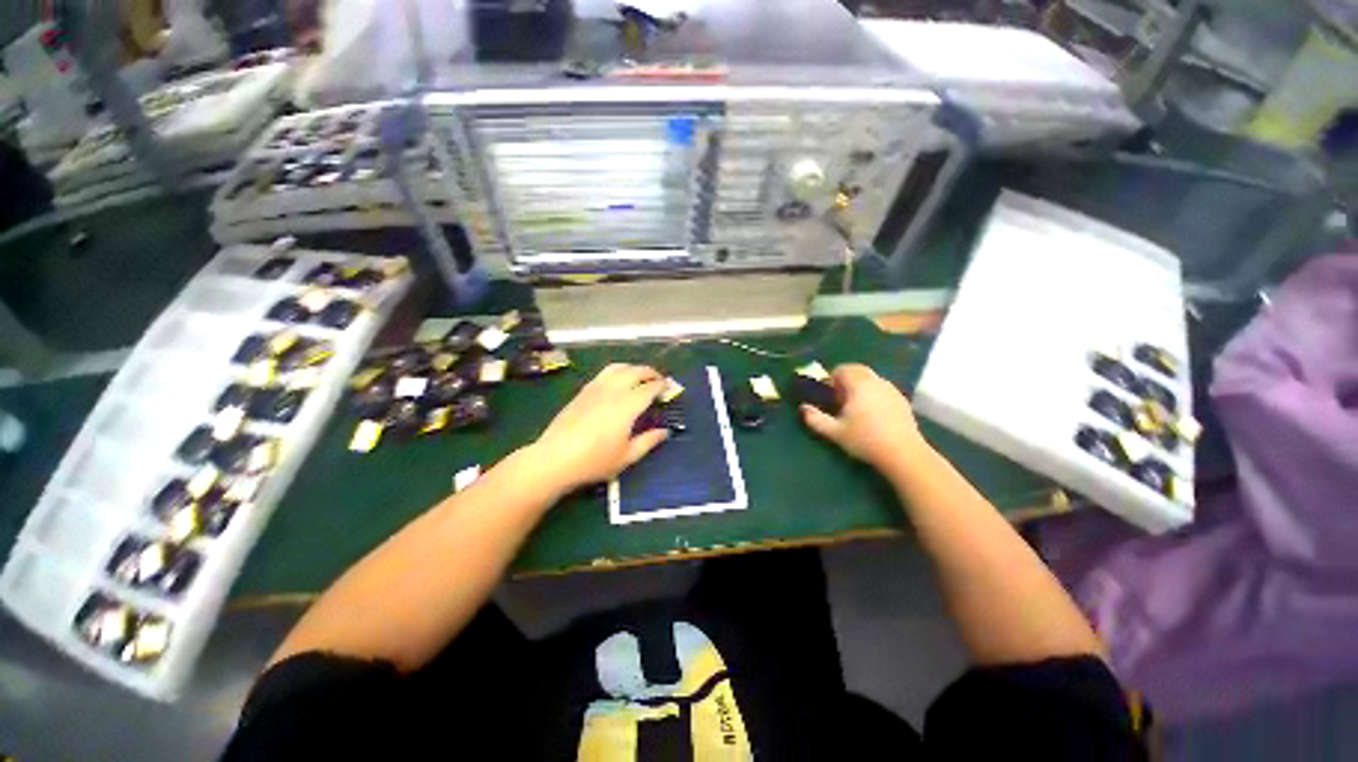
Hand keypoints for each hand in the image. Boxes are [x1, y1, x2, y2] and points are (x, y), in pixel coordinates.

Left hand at [526, 363, 670, 493]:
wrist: (554, 459)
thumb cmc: (594, 461)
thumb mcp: (627, 456)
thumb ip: (648, 441)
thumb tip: (665, 432)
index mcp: (627, 405)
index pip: (650, 387)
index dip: (662, 386)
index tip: (670, 388)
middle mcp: (613, 390)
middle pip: (636, 371)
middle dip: (651, 373)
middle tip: (659, 381)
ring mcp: (596, 388)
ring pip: (618, 367)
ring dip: (633, 368)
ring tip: (640, 377)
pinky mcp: (583, 391)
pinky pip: (604, 373)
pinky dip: (618, 372)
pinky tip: (618, 383)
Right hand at [801, 364, 929, 469]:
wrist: (903, 454)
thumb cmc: (865, 440)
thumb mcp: (835, 432)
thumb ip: (815, 419)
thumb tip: (803, 408)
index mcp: (859, 385)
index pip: (843, 369)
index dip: (832, 378)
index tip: (828, 393)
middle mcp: (876, 382)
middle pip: (858, 370)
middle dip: (846, 379)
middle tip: (839, 398)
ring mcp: (891, 390)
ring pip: (871, 379)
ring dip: (860, 386)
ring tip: (855, 407)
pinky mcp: (902, 400)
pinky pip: (883, 389)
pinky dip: (873, 394)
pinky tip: (872, 414)